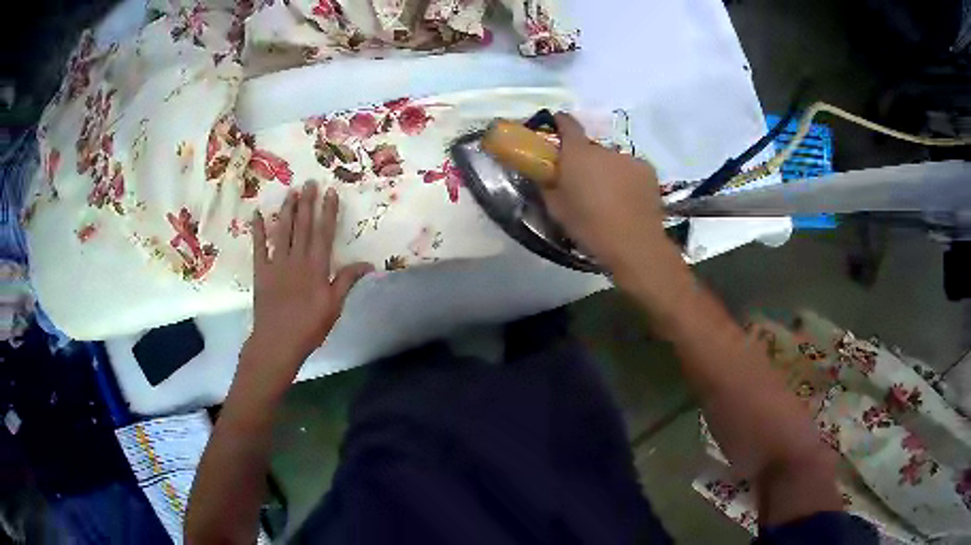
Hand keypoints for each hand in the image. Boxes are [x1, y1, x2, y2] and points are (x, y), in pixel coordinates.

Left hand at [244, 182, 372, 382]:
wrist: (277, 342)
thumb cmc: (309, 327)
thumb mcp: (334, 306)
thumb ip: (347, 281)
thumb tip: (368, 263)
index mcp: (316, 267)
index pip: (324, 233)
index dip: (328, 212)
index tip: (330, 192)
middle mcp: (296, 259)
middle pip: (303, 226)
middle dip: (307, 203)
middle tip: (309, 182)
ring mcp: (276, 263)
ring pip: (282, 231)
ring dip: (287, 210)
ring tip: (291, 191)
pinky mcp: (261, 271)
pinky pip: (259, 247)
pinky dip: (258, 231)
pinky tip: (257, 215)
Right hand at [541, 113, 682, 281]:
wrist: (634, 244)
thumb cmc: (590, 226)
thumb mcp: (556, 209)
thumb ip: (547, 184)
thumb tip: (543, 172)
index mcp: (578, 154)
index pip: (567, 123)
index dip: (560, 122)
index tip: (555, 128)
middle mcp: (604, 149)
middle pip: (590, 147)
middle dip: (585, 159)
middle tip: (583, 183)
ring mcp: (629, 158)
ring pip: (612, 160)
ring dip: (607, 171)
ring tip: (609, 196)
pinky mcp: (648, 170)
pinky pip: (631, 170)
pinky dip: (627, 179)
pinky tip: (628, 199)